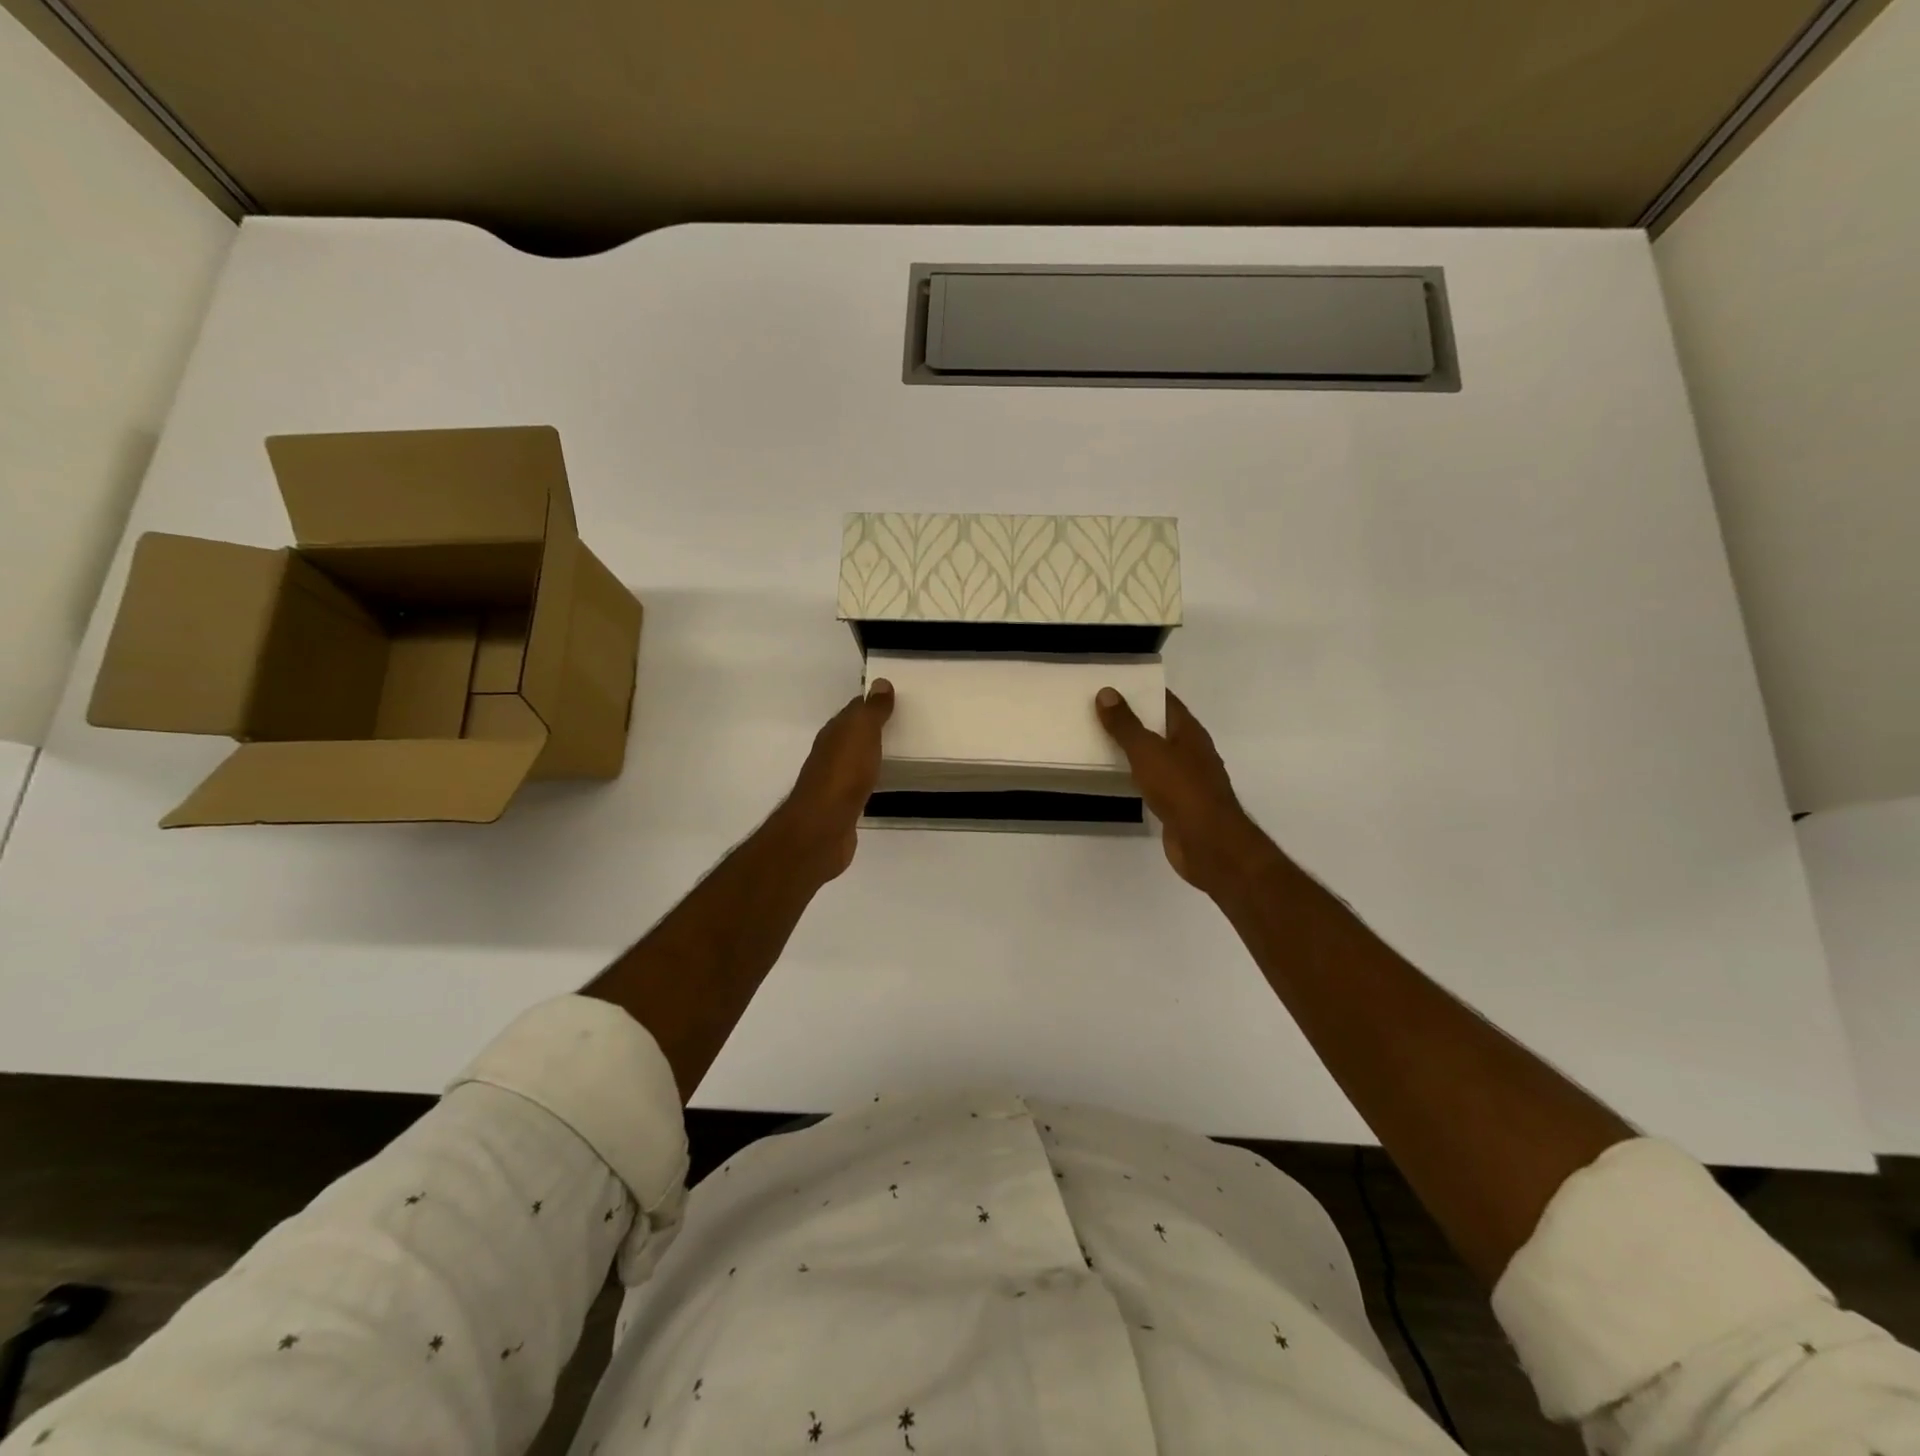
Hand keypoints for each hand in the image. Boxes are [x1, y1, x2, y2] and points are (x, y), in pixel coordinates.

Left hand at [773, 679, 894, 882]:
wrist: (823, 827)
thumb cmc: (844, 774)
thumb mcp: (861, 733)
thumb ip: (871, 710)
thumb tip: (879, 682)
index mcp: (834, 733)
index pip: (854, 710)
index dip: (872, 703)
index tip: (895, 699)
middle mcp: (830, 753)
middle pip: (853, 735)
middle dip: (873, 729)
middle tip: (903, 724)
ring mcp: (834, 781)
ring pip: (856, 760)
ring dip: (871, 754)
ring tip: (898, 752)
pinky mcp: (842, 806)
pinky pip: (859, 784)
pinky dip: (871, 778)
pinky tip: (882, 782)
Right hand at [1096, 687, 1265, 893]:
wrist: (1208, 842)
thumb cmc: (1181, 789)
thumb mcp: (1147, 751)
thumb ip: (1125, 724)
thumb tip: (1107, 692)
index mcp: (1189, 732)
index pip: (1166, 701)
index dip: (1143, 691)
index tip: (1114, 686)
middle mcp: (1192, 751)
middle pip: (1161, 728)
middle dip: (1135, 720)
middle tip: (1099, 712)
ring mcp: (1188, 779)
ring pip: (1158, 756)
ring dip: (1135, 749)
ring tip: (1102, 741)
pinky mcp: (1180, 804)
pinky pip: (1155, 781)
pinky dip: (1138, 776)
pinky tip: (1119, 777)